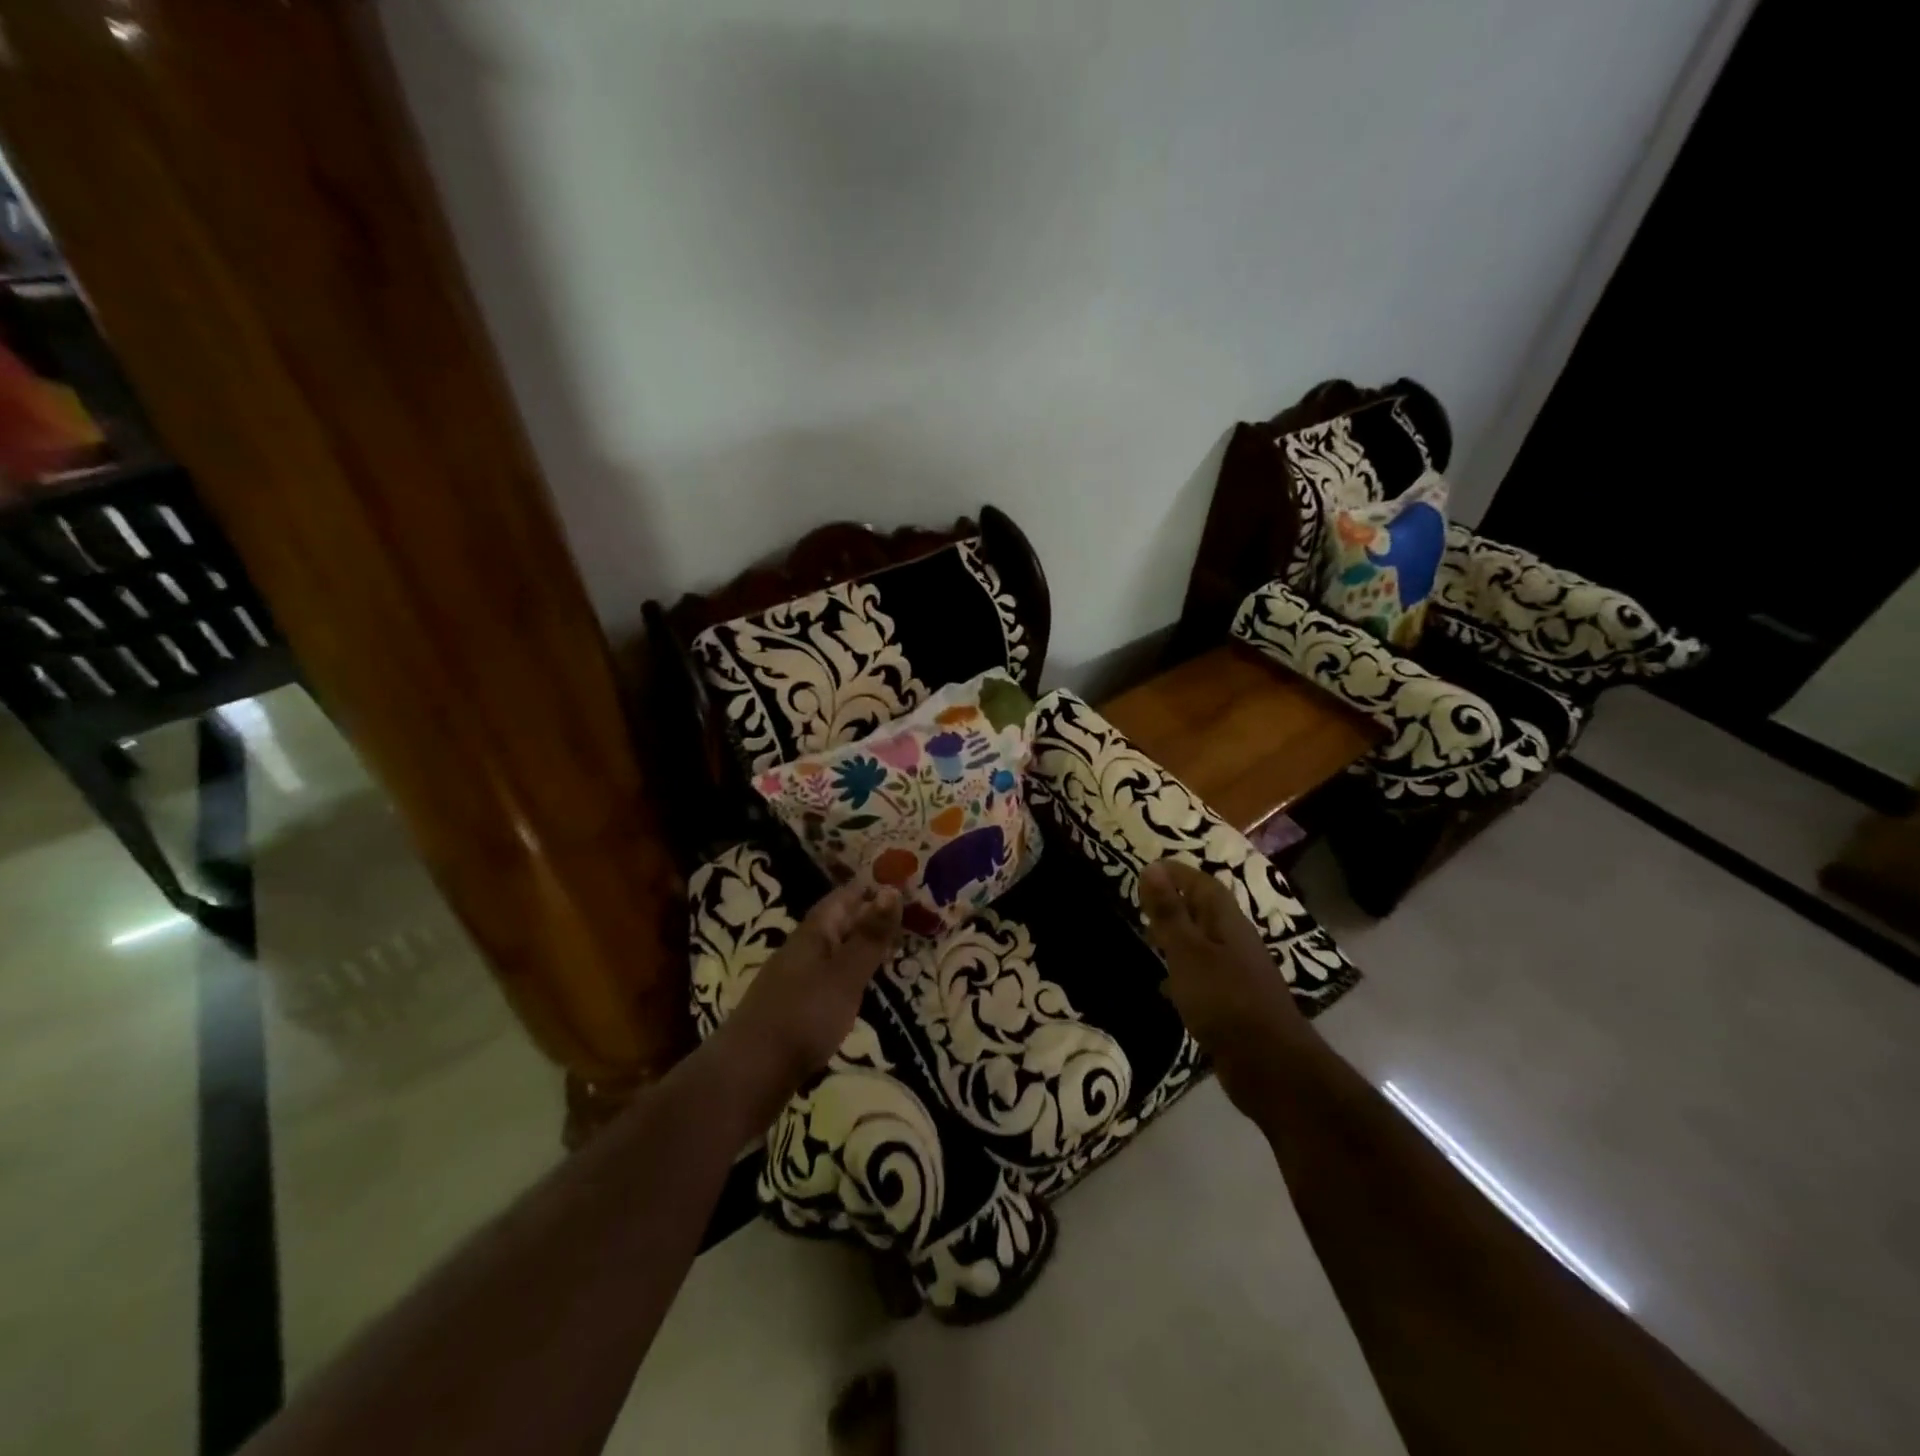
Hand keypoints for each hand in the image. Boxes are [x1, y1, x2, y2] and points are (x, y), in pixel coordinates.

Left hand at [724, 882, 903, 1094]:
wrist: (750, 1072)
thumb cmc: (803, 1015)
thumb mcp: (845, 974)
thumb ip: (870, 936)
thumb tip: (892, 889)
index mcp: (813, 933)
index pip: (843, 897)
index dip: (869, 888)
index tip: (899, 881)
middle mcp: (800, 950)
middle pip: (837, 923)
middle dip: (867, 916)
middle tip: (905, 916)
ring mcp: (794, 980)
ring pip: (832, 952)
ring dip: (859, 946)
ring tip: (890, 950)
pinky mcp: (793, 1009)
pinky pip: (827, 979)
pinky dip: (848, 974)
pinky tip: (859, 988)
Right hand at [1139, 860, 1307, 1104]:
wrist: (1269, 1066)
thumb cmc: (1225, 1000)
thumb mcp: (1188, 952)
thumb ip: (1169, 913)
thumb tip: (1152, 867)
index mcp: (1227, 923)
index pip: (1203, 884)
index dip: (1177, 873)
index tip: (1147, 868)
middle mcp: (1236, 942)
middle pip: (1206, 912)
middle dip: (1176, 902)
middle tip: (1142, 902)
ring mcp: (1238, 975)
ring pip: (1204, 944)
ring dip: (1179, 937)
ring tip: (1149, 938)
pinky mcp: (1234, 1004)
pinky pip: (1204, 975)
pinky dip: (1183, 972)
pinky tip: (1166, 986)